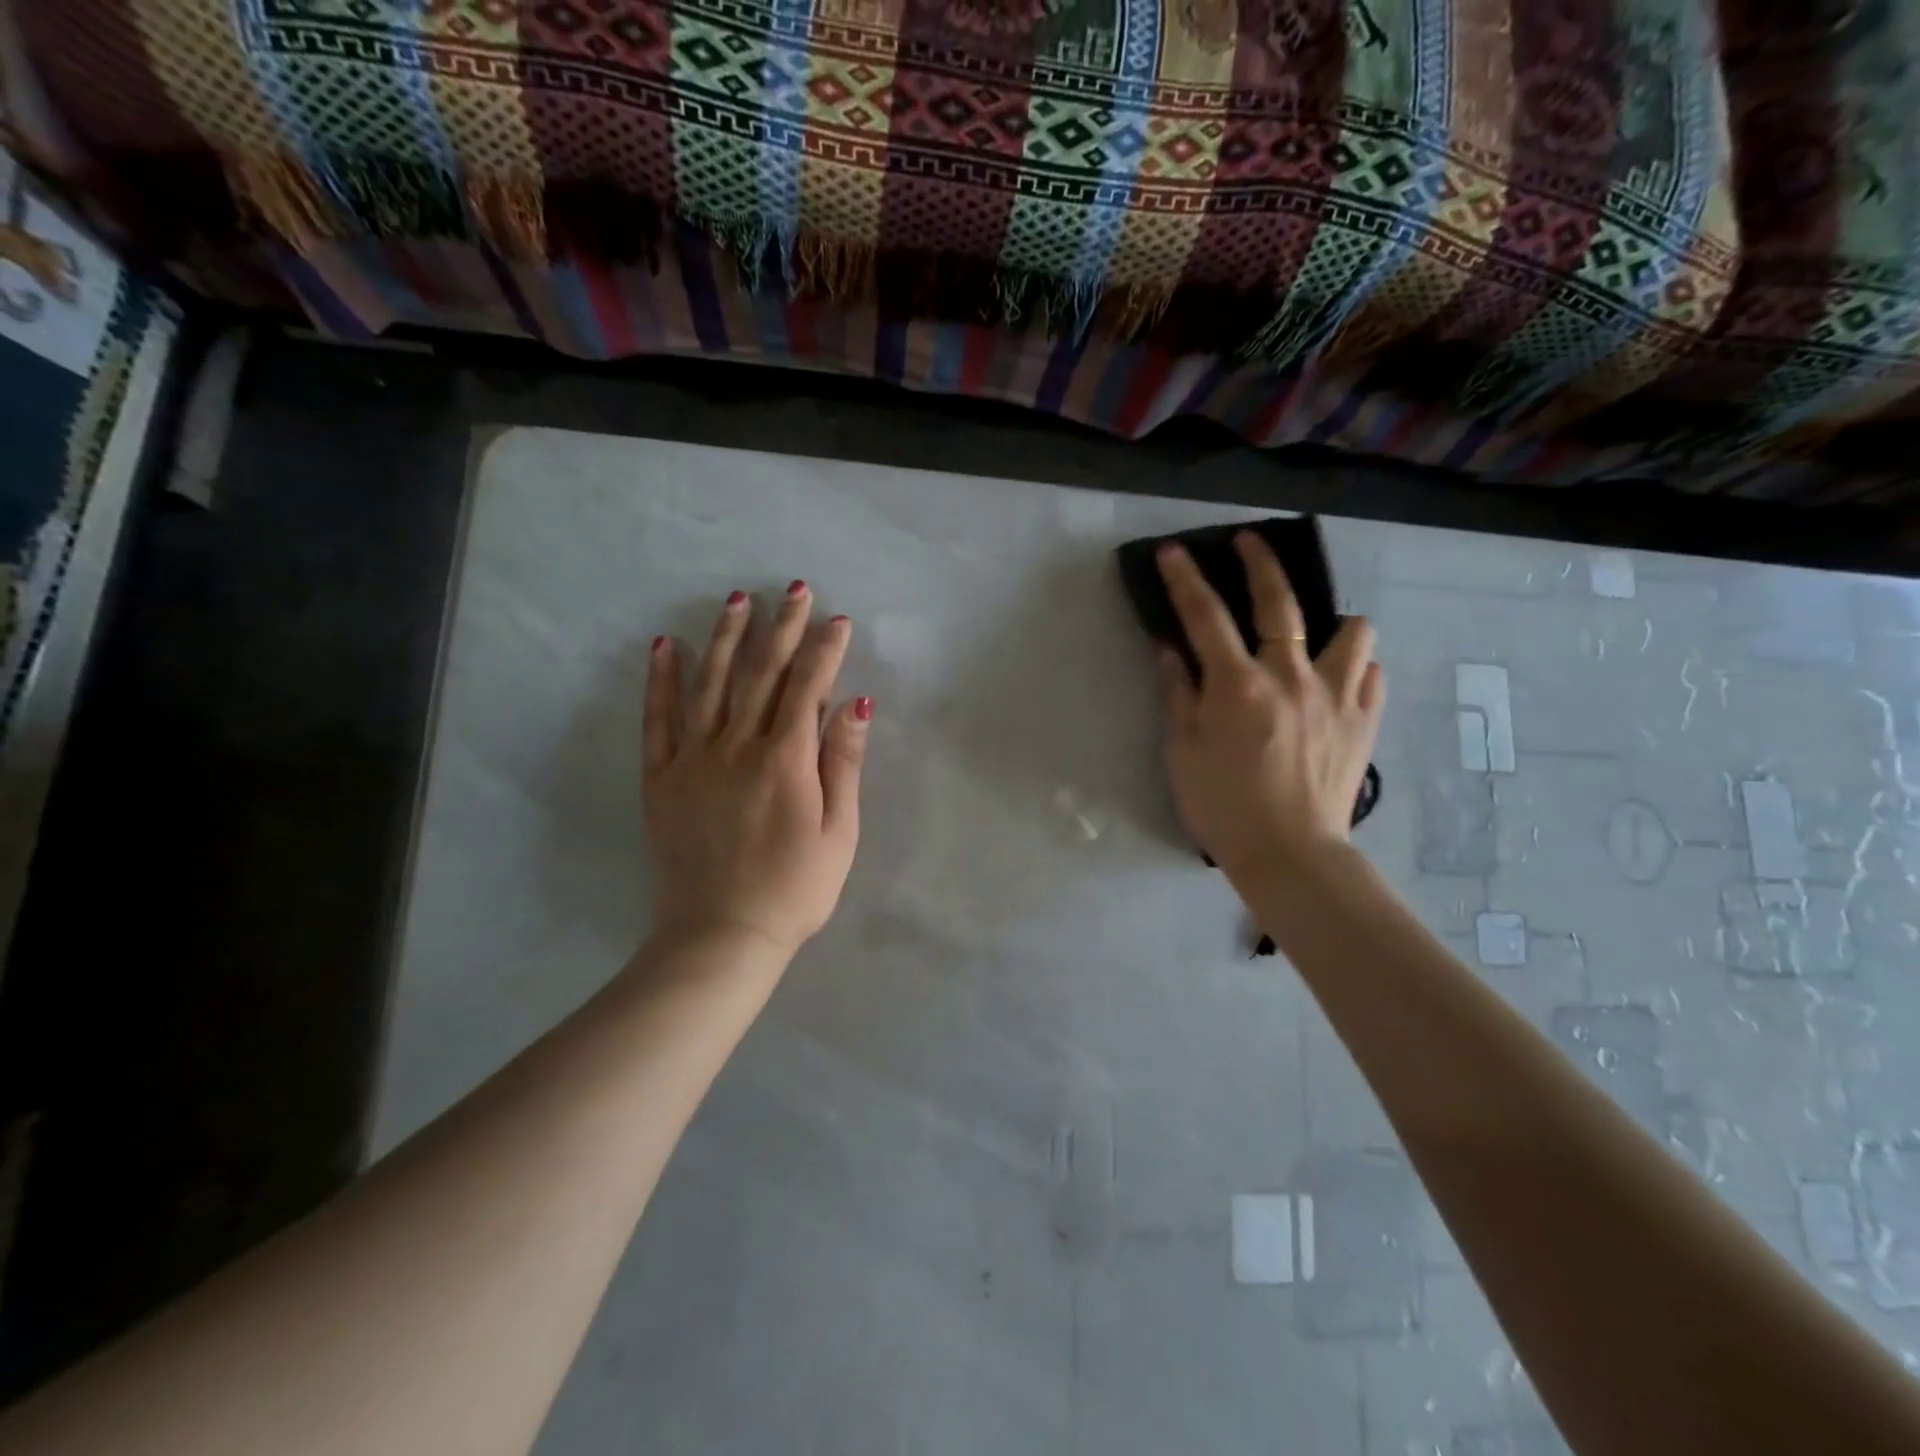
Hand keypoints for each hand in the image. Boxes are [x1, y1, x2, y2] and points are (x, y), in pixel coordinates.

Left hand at [642, 582, 870, 956]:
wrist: (721, 936)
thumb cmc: (794, 889)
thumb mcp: (839, 833)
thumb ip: (843, 764)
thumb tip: (855, 704)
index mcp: (786, 760)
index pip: (807, 687)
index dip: (825, 650)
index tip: (838, 620)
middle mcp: (738, 746)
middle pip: (761, 673)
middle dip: (782, 627)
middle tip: (794, 589)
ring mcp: (694, 758)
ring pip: (710, 683)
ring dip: (725, 637)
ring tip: (738, 599)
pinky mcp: (662, 777)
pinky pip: (658, 719)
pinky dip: (661, 680)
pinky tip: (664, 645)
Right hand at [1155, 533, 1385, 884]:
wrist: (1290, 853)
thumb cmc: (1222, 806)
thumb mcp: (1181, 752)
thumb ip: (1176, 694)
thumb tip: (1170, 650)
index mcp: (1238, 685)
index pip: (1205, 616)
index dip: (1185, 579)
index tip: (1174, 551)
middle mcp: (1291, 676)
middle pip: (1279, 602)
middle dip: (1260, 563)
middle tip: (1249, 542)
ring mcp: (1336, 696)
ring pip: (1351, 631)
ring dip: (1332, 622)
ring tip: (1317, 634)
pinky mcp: (1364, 721)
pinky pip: (1373, 674)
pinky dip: (1357, 667)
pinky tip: (1341, 678)